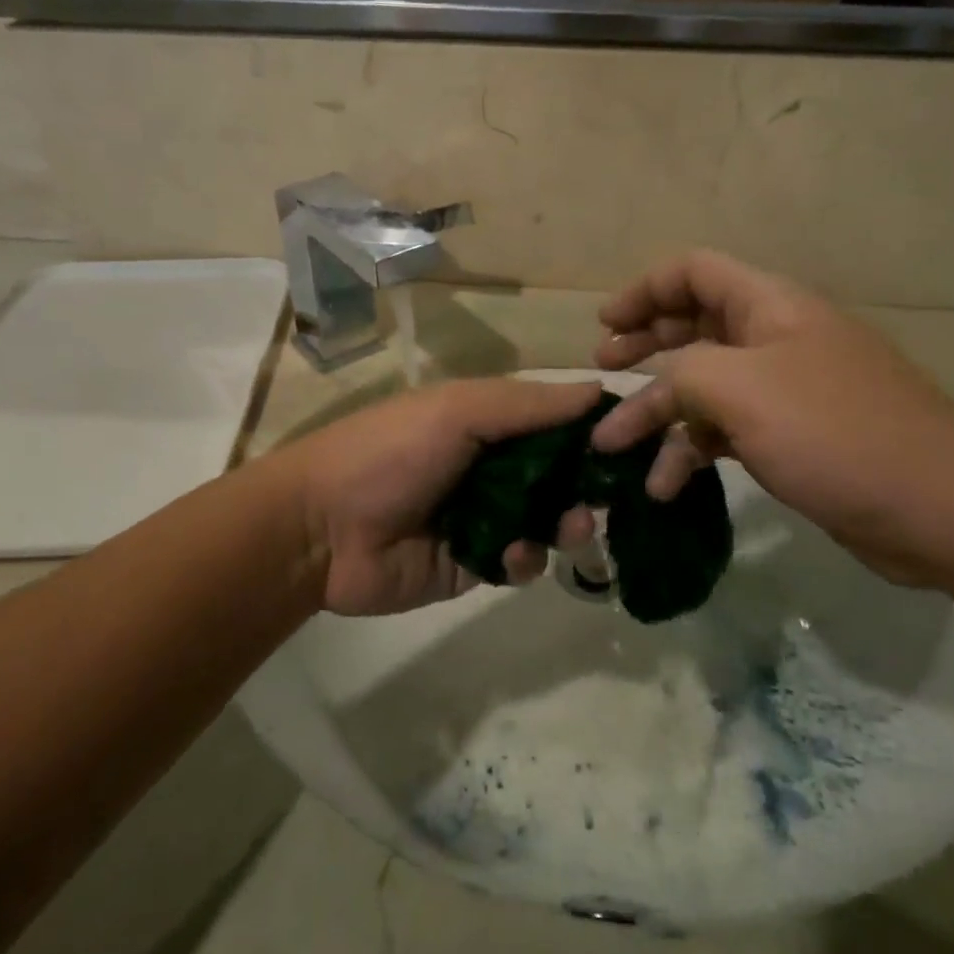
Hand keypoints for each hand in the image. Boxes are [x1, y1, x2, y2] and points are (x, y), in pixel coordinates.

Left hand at [279, 379, 601, 616]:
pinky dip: (525, 559)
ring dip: (567, 523)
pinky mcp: (472, 564)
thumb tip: (598, 389)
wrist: (321, 530)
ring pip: (546, 521)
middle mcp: (490, 467)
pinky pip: (519, 562)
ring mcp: (482, 517)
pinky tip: (512, 556)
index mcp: (487, 422)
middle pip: (558, 474)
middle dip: (587, 484)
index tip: (632, 442)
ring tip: (573, 528)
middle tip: (608, 496)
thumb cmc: (392, 452)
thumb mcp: (459, 411)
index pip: (555, 422)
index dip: (592, 431)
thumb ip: (529, 404)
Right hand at [590, 251, 953, 585]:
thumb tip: (662, 389)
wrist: (938, 507)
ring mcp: (785, 389)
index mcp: (769, 306)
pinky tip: (665, 486)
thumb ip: (682, 373)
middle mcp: (775, 338)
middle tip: (604, 369)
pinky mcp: (792, 436)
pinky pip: (726, 429)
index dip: (644, 290)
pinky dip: (692, 450)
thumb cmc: (833, 431)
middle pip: (694, 324)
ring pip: (704, 386)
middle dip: (644, 345)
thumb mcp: (739, 389)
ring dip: (658, 413)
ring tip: (614, 446)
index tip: (605, 325)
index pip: (694, 271)